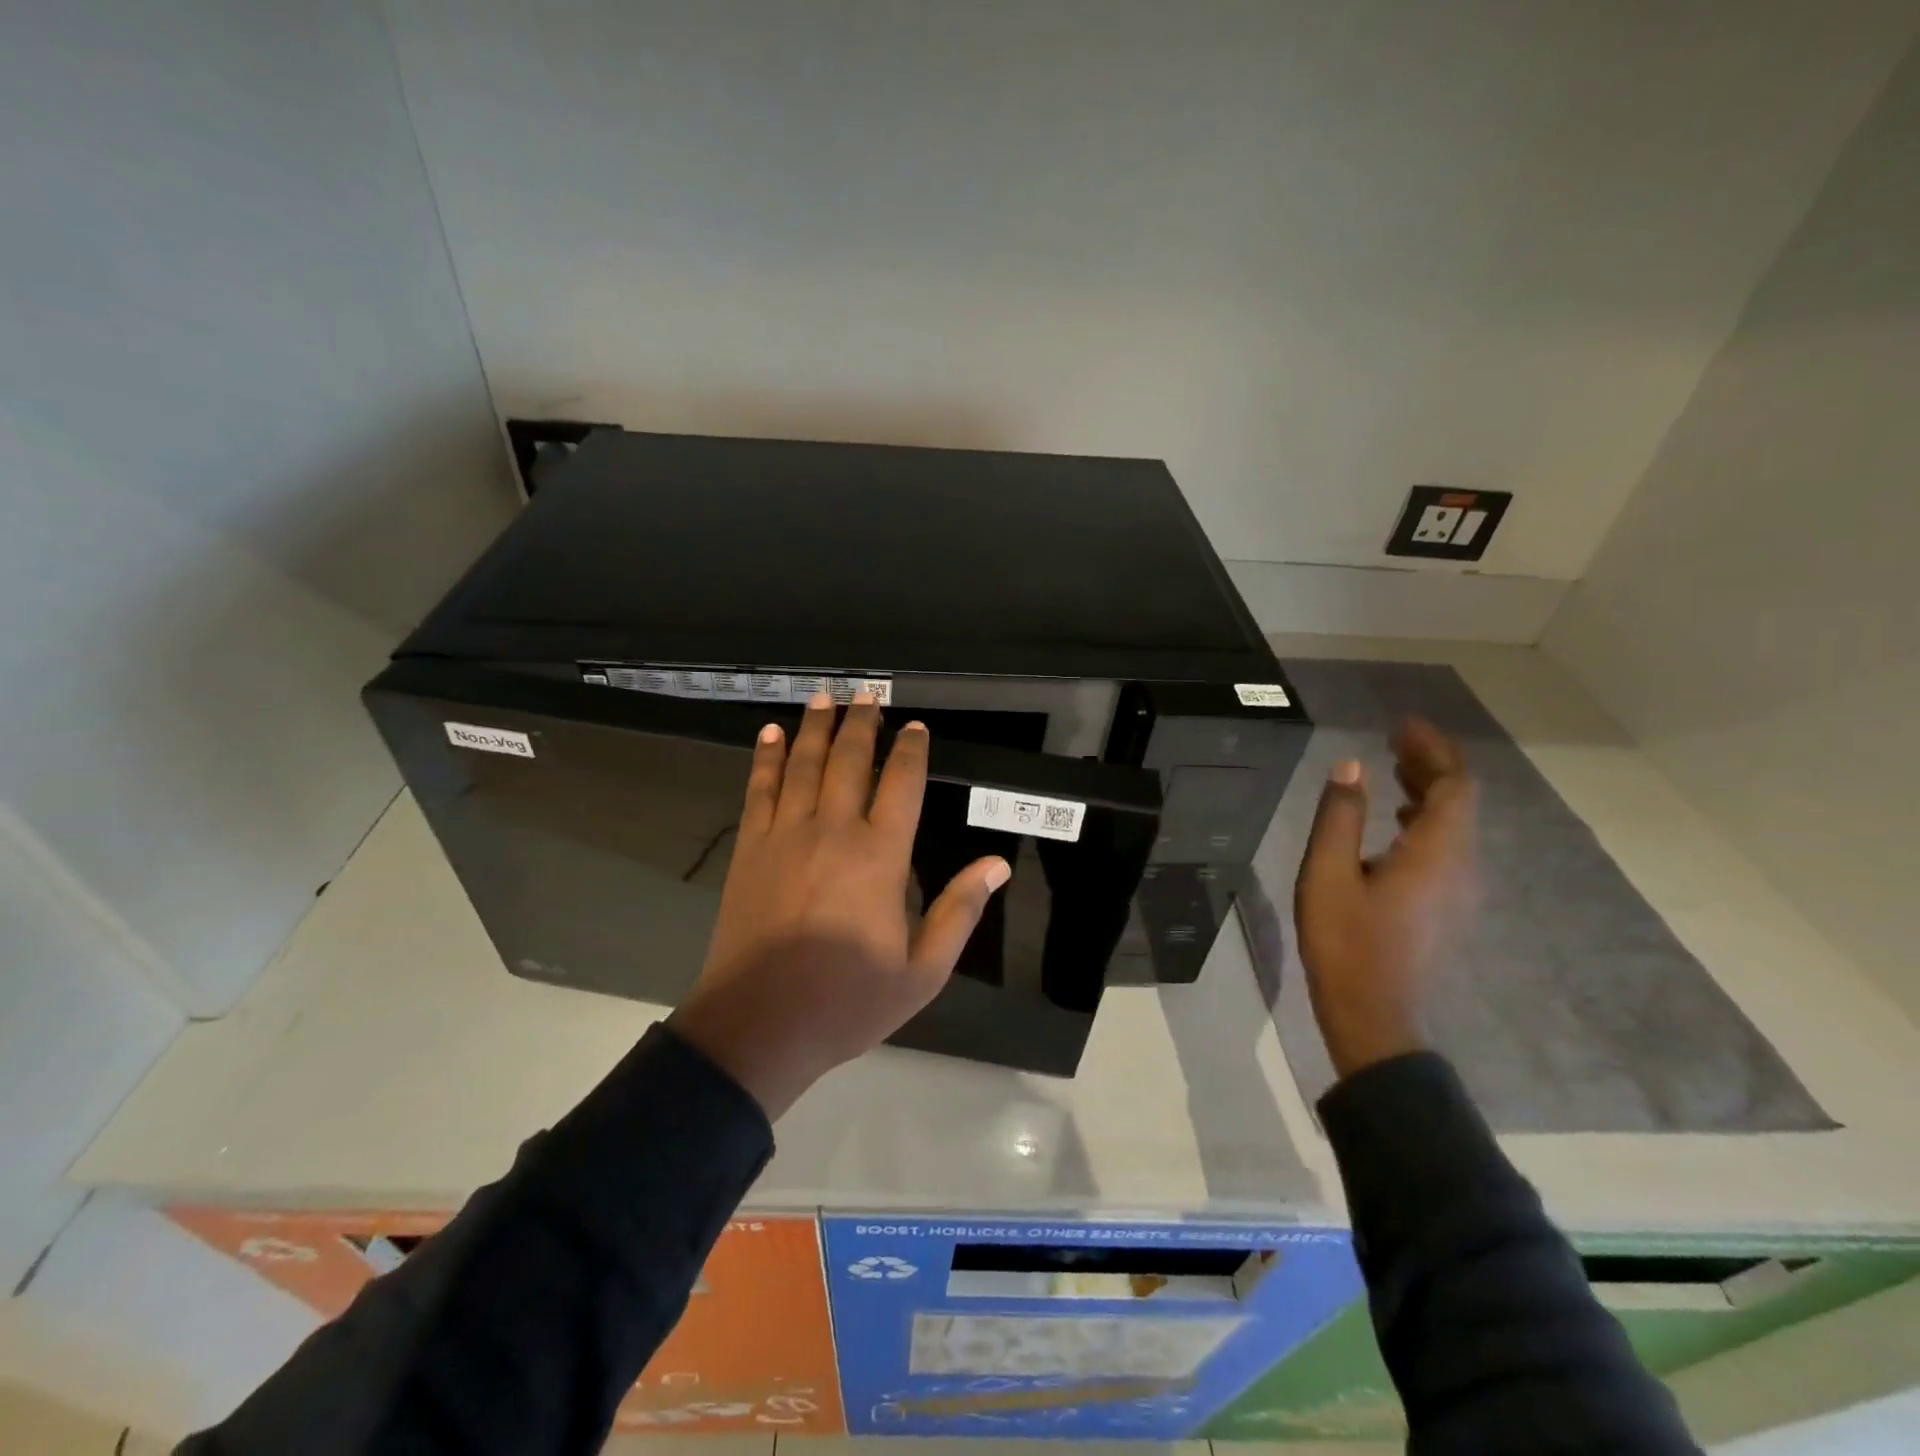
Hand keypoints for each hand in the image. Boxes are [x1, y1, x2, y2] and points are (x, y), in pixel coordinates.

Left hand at [667, 692, 1011, 1117]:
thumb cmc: (848, 1002)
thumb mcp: (922, 971)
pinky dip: (765, 758)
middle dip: (862, 723)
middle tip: (867, 693)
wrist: (759, 1026)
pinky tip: (769, 735)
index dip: (910, 751)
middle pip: (850, 761)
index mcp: (881, 856)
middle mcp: (833, 831)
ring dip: (815, 727)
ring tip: (824, 697)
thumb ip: (959, 912)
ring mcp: (785, 835)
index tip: (914, 726)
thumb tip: (997, 865)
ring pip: (802, 765)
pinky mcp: (749, 849)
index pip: (902, 784)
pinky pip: (758, 790)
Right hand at [1294, 717, 1477, 1079]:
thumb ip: (1341, 816)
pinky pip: (1448, 846)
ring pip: (1456, 825)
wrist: (1373, 1014)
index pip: (1454, 784)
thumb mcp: (1327, 873)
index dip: (1433, 749)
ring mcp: (1459, 889)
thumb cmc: (1346, 941)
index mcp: (1436, 852)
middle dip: (1431, 764)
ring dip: (1429, 792)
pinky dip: (1427, 820)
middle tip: (1393, 741)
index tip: (1402, 726)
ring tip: (1392, 770)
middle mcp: (1461, 865)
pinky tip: (1397, 823)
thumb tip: (1350, 766)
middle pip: (1460, 801)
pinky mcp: (1447, 906)